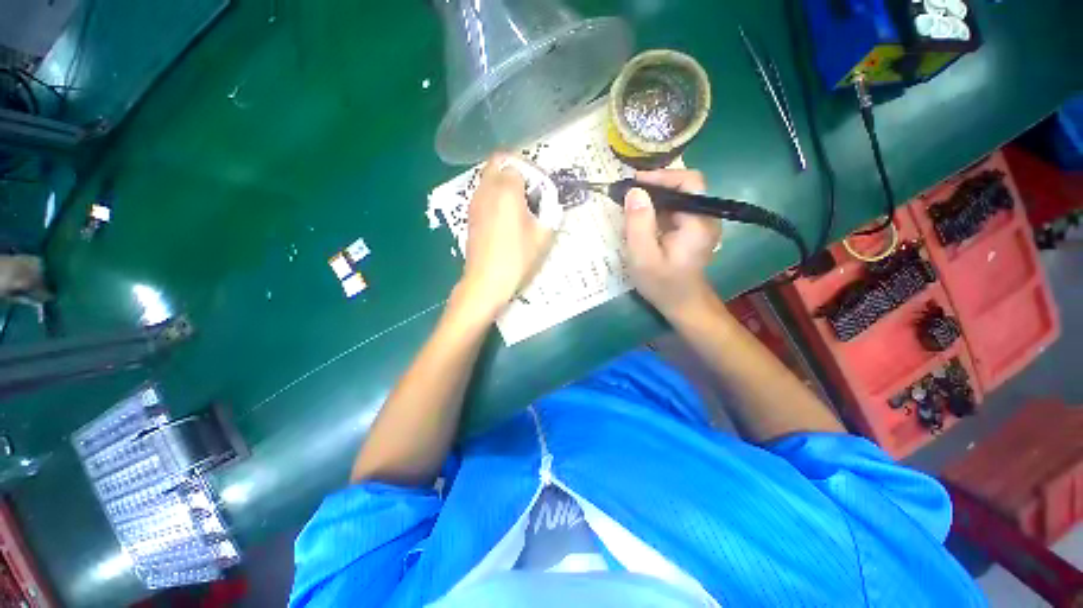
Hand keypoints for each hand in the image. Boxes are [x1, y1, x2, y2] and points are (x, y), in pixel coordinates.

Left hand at [459, 153, 555, 319]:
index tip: (542, 188)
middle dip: (516, 169)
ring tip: (520, 204)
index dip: (533, 172)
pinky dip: (495, 195)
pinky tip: (506, 217)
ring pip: (488, 177)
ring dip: (505, 182)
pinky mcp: (470, 215)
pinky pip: (483, 193)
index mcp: (506, 190)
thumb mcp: (542, 236)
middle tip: (531, 190)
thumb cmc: (517, 258)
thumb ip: (550, 212)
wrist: (486, 281)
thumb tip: (550, 202)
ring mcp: (475, 202)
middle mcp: (487, 189)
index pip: (518, 164)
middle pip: (498, 162)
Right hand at [624, 169, 721, 318]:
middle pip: (683, 186)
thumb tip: (633, 192)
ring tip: (629, 204)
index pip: (688, 181)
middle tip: (627, 194)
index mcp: (698, 222)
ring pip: (677, 197)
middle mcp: (705, 217)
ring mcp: (699, 223)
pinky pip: (674, 209)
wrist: (682, 304)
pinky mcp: (691, 229)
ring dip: (653, 197)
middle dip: (654, 186)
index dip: (661, 176)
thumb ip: (638, 224)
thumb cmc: (663, 284)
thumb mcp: (643, 257)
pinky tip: (639, 217)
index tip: (634, 182)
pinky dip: (656, 209)